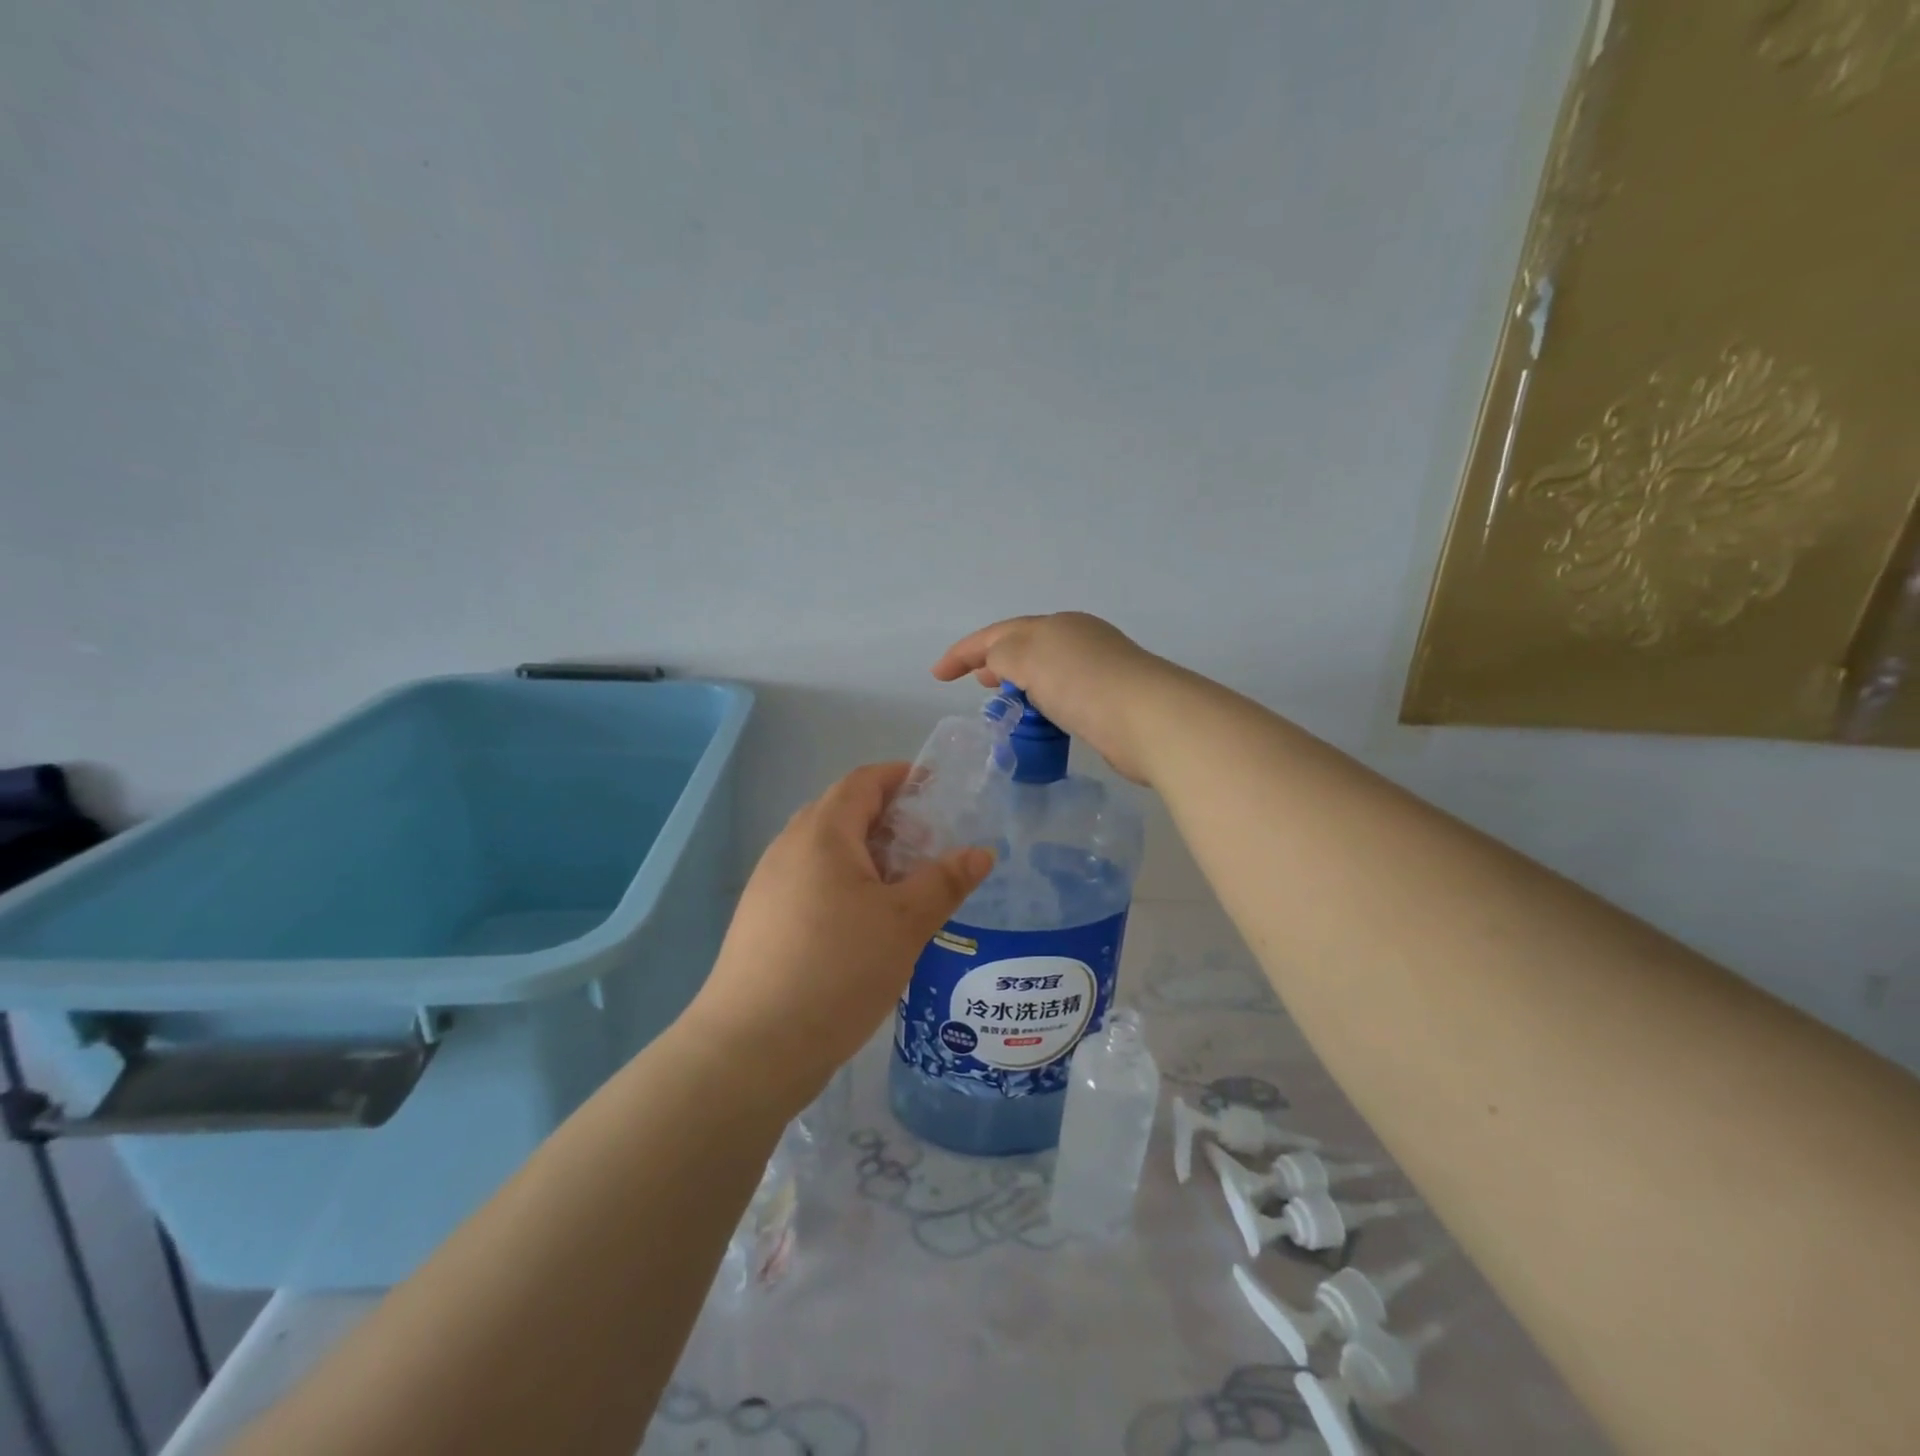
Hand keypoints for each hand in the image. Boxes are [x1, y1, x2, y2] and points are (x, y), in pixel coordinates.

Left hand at [684, 763, 994, 1109]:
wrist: (752, 1048)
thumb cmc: (837, 969)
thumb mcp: (905, 924)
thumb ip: (945, 882)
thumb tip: (981, 852)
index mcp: (822, 833)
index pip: (863, 782)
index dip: (900, 777)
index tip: (936, 789)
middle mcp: (789, 848)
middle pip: (843, 813)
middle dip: (889, 820)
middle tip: (929, 846)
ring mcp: (770, 886)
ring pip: (827, 852)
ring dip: (868, 856)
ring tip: (905, 888)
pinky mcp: (763, 921)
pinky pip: (812, 883)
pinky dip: (846, 885)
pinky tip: (868, 925)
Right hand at [932, 613, 1176, 784]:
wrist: (1147, 718)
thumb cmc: (1080, 682)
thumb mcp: (1027, 656)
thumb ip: (1001, 654)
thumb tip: (998, 664)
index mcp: (1056, 625)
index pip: (1000, 633)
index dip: (964, 651)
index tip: (937, 675)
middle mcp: (1078, 641)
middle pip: (1025, 648)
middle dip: (994, 662)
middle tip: (975, 684)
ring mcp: (1097, 671)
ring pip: (1045, 674)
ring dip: (1019, 685)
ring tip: (1002, 704)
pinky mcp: (1109, 702)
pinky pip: (1063, 698)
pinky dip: (1042, 705)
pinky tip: (1039, 722)